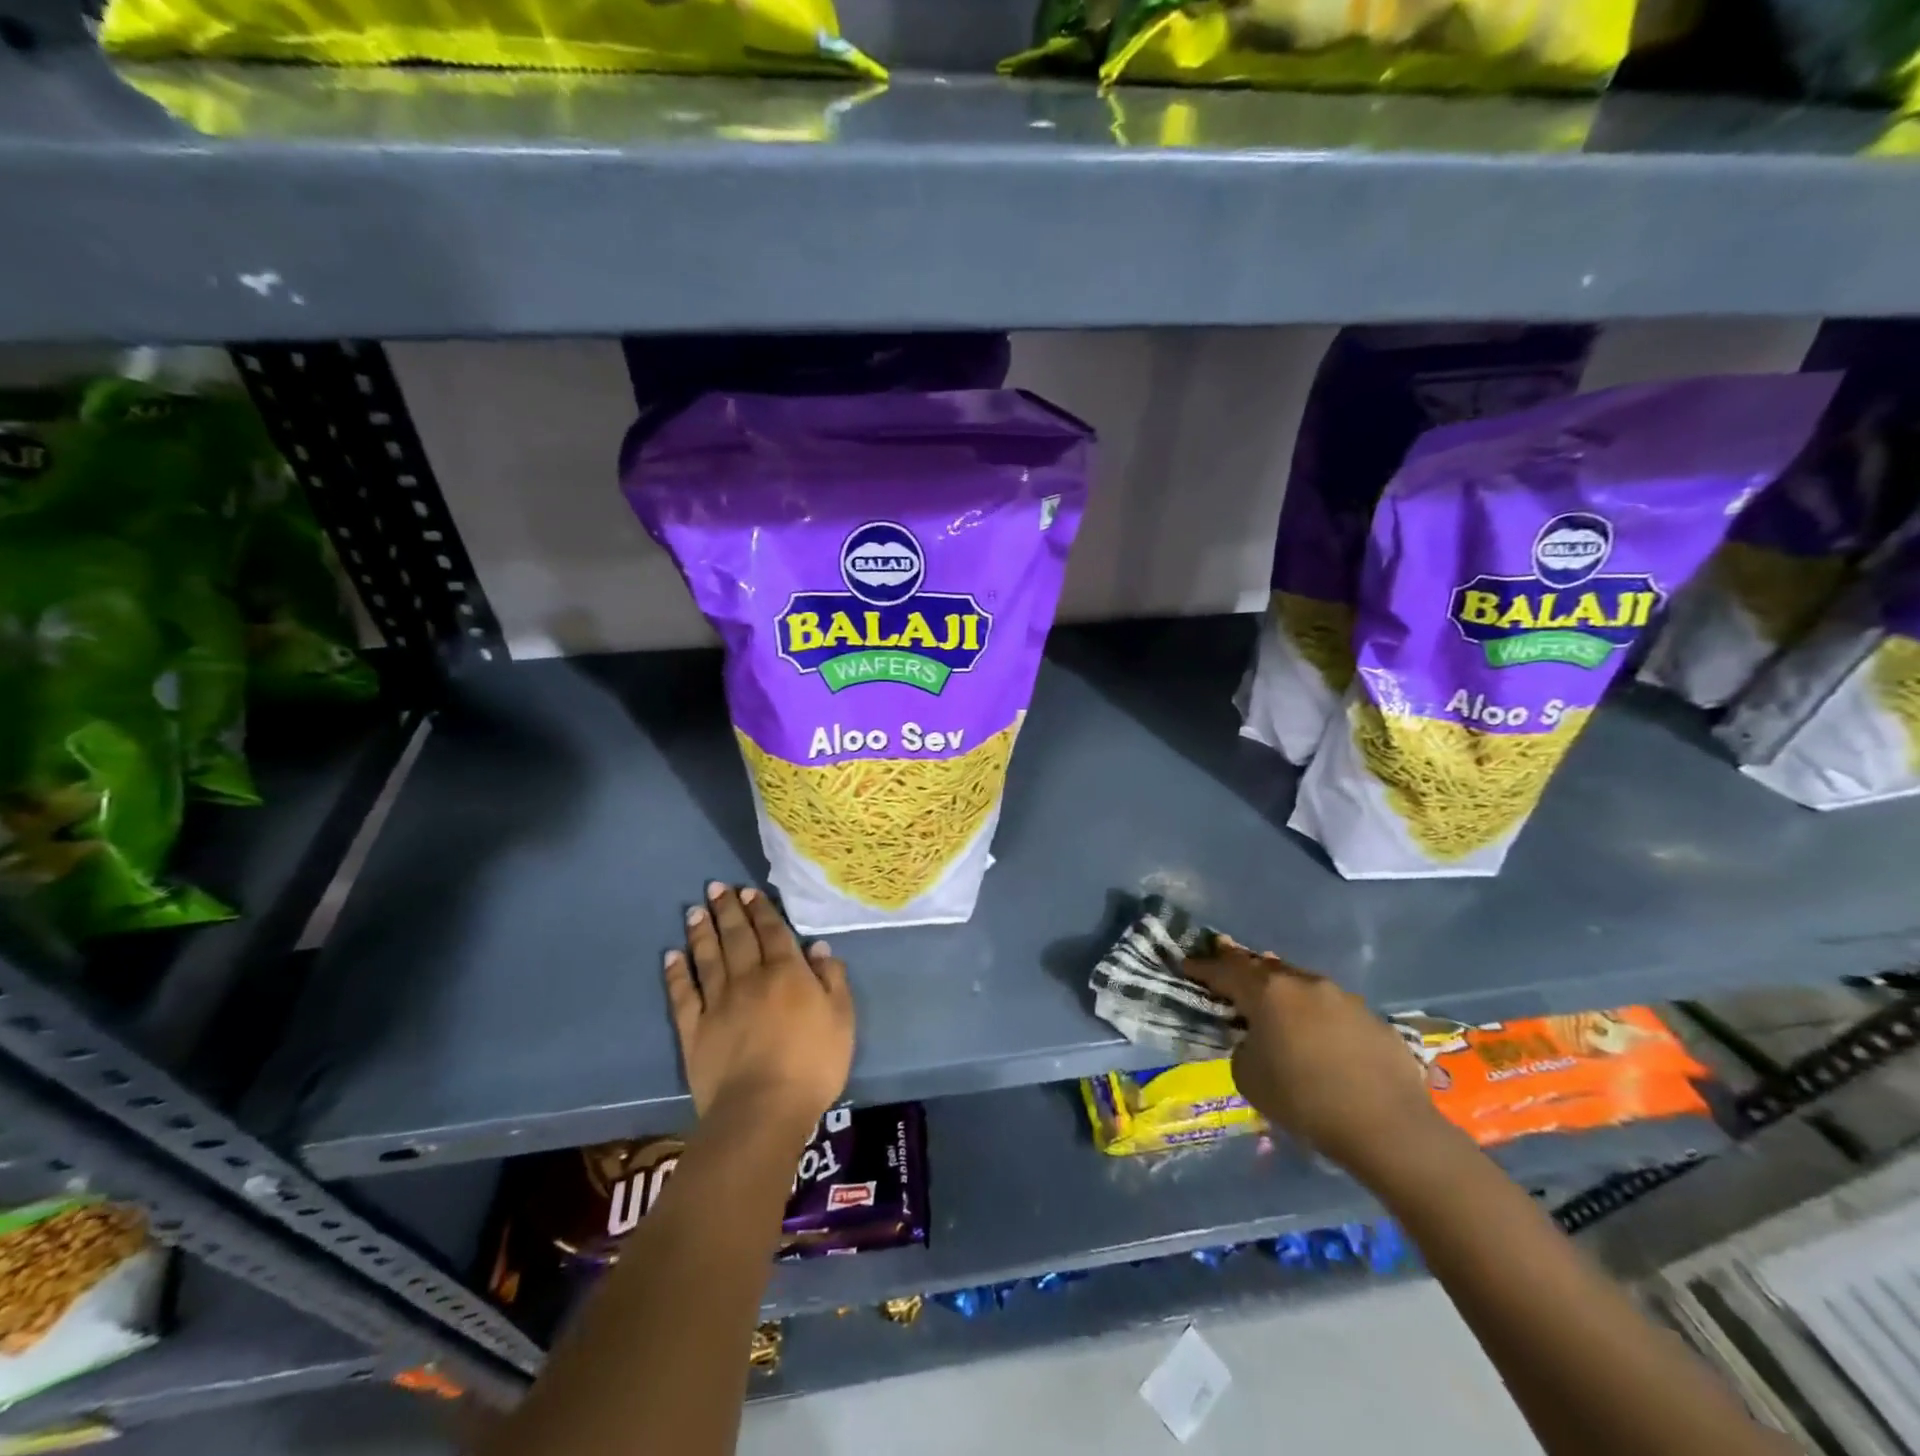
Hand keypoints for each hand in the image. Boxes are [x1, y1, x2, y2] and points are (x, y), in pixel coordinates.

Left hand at [664, 882, 853, 1131]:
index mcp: (787, 973)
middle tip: (716, 887)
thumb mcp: (842, 1019)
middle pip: (737, 937)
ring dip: (702, 932)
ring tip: (694, 911)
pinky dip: (677, 974)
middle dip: (728, 910)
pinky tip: (672, 956)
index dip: (761, 910)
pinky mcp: (694, 1030)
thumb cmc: (813, 1064)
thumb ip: (833, 980)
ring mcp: (718, 1003)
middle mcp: (750, 978)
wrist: (762, 1109)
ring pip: (708, 958)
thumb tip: (817, 947)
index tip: (748, 891)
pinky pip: (683, 994)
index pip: (773, 932)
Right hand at [1184, 943, 1441, 1179]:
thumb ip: (1244, 1047)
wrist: (1388, 1128)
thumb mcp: (1249, 1077)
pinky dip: (1316, 1015)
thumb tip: (1257, 1040)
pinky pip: (1332, 1009)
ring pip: (1301, 984)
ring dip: (1283, 990)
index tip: (1187, 963)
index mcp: (1268, 992)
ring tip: (1273, 1000)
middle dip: (1243, 967)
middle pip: (1265, 967)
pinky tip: (1318, 1037)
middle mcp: (1304, 983)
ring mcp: (1343, 998)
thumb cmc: (1305, 1100)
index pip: (1225, 971)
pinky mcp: (1373, 1019)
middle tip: (1226, 963)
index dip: (1202, 967)